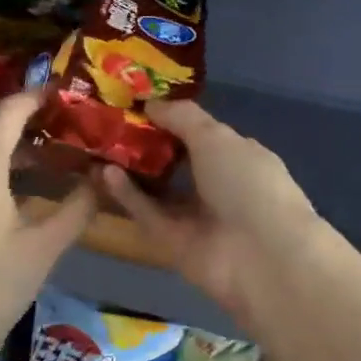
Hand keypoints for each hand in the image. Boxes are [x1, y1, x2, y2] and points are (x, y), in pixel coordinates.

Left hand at [0, 92, 95, 360]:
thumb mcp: (46, 247)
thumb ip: (78, 207)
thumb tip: (102, 179)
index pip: (7, 113)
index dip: (35, 96)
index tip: (65, 92)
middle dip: (15, 111)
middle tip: (56, 120)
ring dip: (3, 137)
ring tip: (47, 150)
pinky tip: (21, 185)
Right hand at [100, 100, 323, 323]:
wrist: (261, 256)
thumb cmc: (247, 183)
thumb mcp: (216, 137)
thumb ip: (182, 118)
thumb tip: (151, 104)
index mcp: (240, 156)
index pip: (203, 134)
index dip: (172, 119)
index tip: (138, 105)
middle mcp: (220, 186)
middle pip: (177, 163)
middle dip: (147, 146)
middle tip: (110, 126)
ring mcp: (197, 217)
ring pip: (159, 191)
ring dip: (132, 171)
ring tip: (100, 147)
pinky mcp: (175, 244)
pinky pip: (149, 214)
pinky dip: (129, 196)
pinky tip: (104, 173)